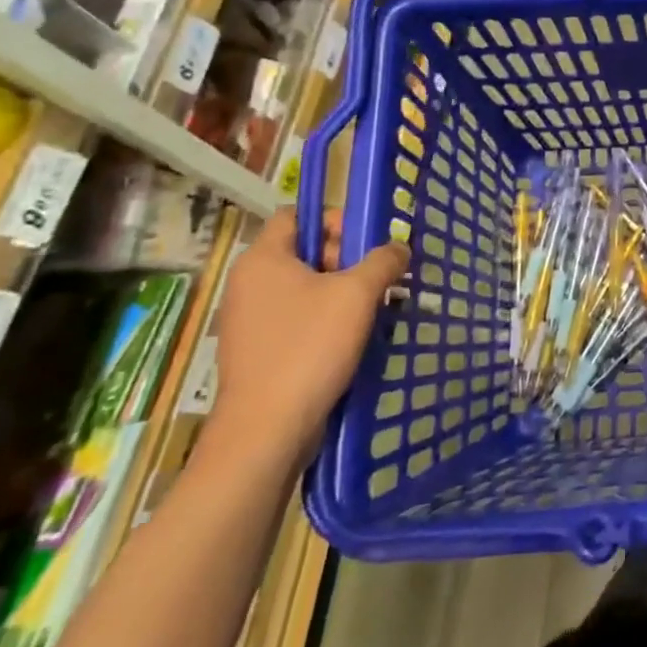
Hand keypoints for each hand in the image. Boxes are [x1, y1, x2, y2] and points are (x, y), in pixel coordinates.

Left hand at [203, 209, 408, 471]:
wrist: (266, 431)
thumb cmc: (309, 348)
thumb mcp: (358, 294)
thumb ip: (383, 261)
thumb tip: (398, 248)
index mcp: (263, 260)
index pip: (297, 215)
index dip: (334, 220)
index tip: (367, 243)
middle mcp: (248, 284)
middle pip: (304, 251)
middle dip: (346, 260)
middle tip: (378, 280)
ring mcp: (248, 321)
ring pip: (304, 289)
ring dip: (341, 294)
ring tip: (373, 311)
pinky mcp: (257, 353)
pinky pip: (296, 320)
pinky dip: (325, 322)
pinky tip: (352, 340)